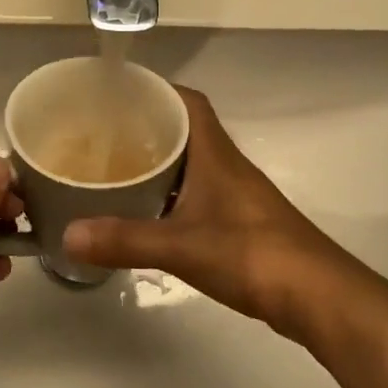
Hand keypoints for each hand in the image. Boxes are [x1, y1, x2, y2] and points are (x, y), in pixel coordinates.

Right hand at [63, 87, 387, 343]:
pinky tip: (147, 212)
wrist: (320, 297)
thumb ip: (125, 239)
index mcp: (215, 154)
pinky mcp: (240, 223)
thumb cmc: (253, 254)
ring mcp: (236, 196)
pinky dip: (170, 194)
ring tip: (114, 169)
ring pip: (190, 163)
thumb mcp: (181, 246)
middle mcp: (227, 166)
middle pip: (185, 130)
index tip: (117, 94)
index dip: (156, 90)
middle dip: (146, 126)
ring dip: (158, 162)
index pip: (188, 101)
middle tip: (102, 134)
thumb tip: (68, 235)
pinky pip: (196, 193)